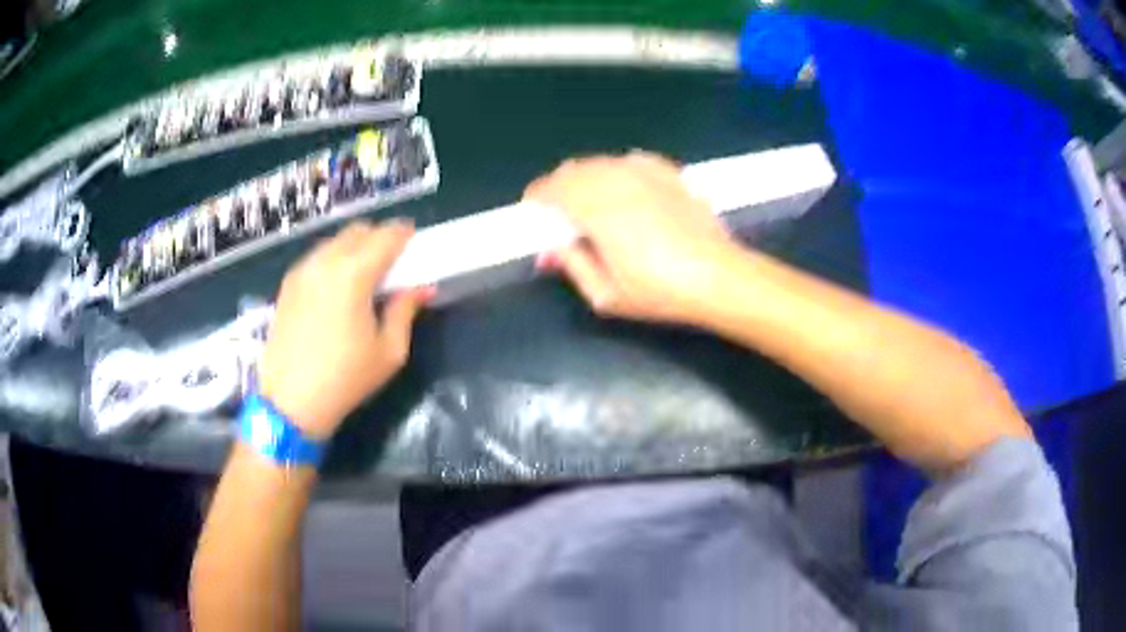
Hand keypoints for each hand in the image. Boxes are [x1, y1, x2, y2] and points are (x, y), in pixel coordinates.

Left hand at [257, 220, 431, 439]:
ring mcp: (301, 271)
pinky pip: (316, 258)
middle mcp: (324, 262)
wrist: (290, 403)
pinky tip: (337, 289)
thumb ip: (405, 310)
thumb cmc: (345, 379)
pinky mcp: (287, 285)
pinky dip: (333, 260)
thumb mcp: (389, 351)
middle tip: (392, 262)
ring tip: (363, 277)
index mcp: (352, 274)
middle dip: (379, 238)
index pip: (385, 236)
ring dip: (354, 248)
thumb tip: (421, 287)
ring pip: (334, 241)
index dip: (404, 233)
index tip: (414, 242)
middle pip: (358, 230)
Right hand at [525, 152, 739, 323]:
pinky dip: (618, 170)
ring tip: (589, 198)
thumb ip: (573, 266)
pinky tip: (623, 185)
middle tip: (559, 208)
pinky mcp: (669, 173)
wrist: (718, 277)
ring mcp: (646, 173)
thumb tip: (550, 250)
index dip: (538, 195)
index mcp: (596, 210)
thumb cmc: (660, 292)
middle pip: (575, 169)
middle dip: (559, 185)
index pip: (553, 188)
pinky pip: (632, 161)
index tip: (534, 208)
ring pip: (602, 162)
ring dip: (587, 176)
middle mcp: (617, 182)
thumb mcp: (606, 295)